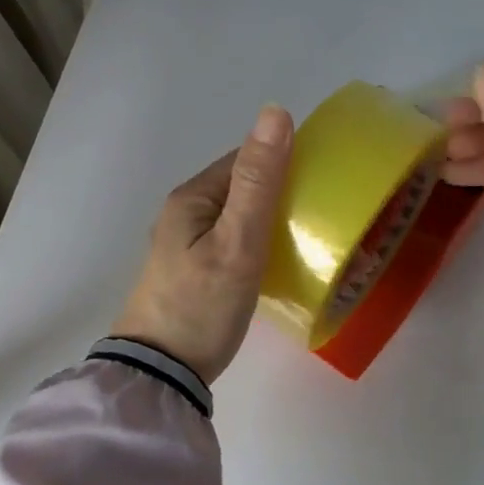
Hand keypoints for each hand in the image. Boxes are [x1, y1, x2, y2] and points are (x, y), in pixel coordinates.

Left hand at [111, 106, 293, 382]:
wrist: (161, 373)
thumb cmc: (203, 304)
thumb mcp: (238, 241)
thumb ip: (258, 181)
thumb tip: (275, 111)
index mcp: (192, 197)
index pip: (245, 161)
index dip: (284, 165)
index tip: (322, 186)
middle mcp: (184, 213)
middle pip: (241, 187)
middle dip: (279, 193)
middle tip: (319, 218)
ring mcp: (185, 244)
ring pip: (238, 216)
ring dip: (269, 220)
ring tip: (306, 240)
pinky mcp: (192, 271)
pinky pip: (232, 241)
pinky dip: (256, 243)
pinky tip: (275, 262)